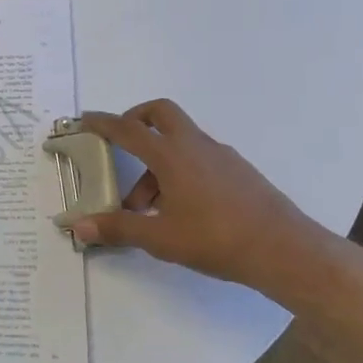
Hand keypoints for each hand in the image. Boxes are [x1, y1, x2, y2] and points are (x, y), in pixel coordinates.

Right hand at [67, 99, 323, 286]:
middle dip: (136, 120)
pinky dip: (181, 170)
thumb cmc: (216, 239)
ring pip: (180, 140)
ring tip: (146, 206)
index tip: (85, 119)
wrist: (284, 250)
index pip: (128, 129)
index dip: (103, 122)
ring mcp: (220, 155)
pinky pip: (199, 157)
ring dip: (157, 160)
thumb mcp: (160, 238)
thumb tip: (78, 227)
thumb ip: (118, 229)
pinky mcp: (238, 170)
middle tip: (121, 143)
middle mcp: (194, 145)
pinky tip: (181, 208)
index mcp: (171, 154)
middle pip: (160, 112)